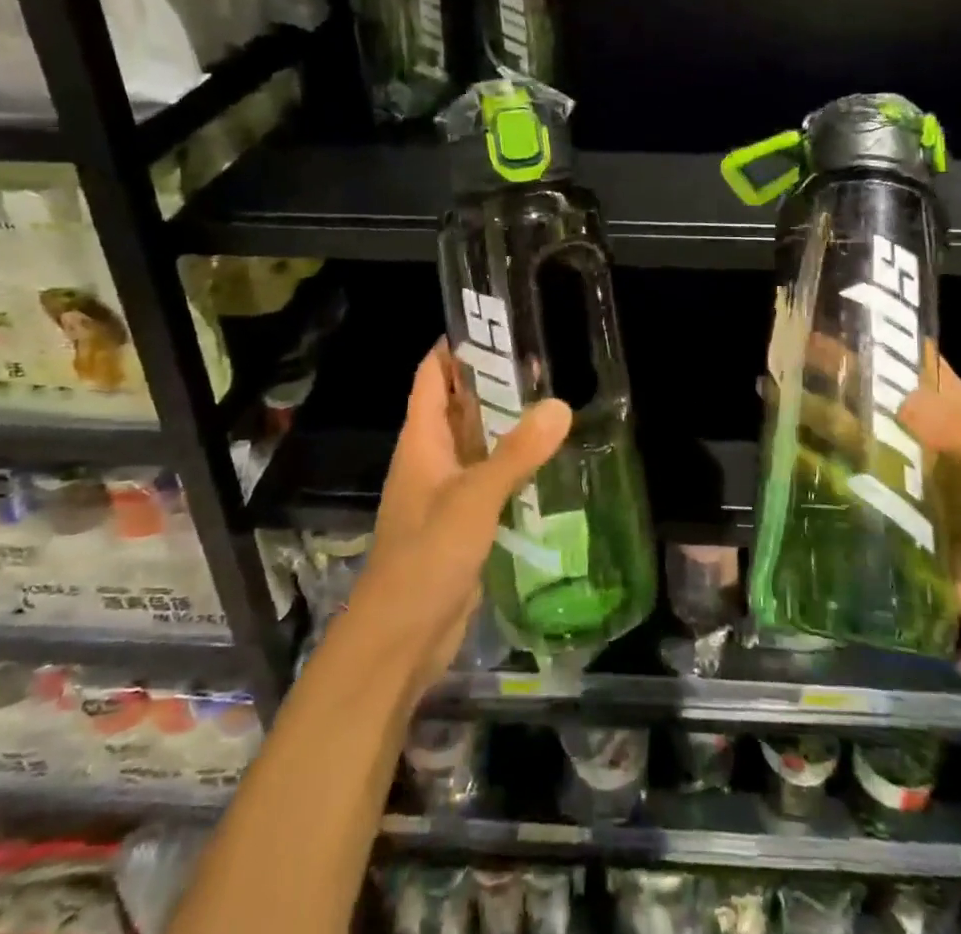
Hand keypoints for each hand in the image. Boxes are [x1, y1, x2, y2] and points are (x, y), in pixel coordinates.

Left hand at [350, 344, 571, 688]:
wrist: (400, 638)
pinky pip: (488, 477)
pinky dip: (512, 463)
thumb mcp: (474, 498)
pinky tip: (545, 458)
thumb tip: (560, 405)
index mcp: (420, 440)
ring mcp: (445, 490)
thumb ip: (517, 453)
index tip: (494, 322)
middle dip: (491, 381)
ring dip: (505, 422)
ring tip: (551, 399)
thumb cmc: (426, 556)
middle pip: (457, 404)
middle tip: (540, 359)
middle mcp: (430, 457)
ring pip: (476, 442)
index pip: (431, 375)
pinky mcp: (462, 521)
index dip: (455, 346)